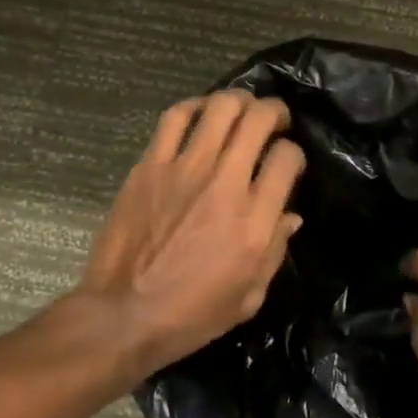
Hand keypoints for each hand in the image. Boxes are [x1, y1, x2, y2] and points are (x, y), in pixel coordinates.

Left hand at [83, 91, 305, 381]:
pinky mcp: (150, 165)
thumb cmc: (192, 315)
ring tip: (241, 110)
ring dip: (238, 101)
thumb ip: (275, 249)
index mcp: (254, 220)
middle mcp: (225, 184)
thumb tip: (290, 215)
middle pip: (258, 120)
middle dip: (274, 112)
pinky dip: (194, 106)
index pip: (287, 158)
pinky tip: (201, 114)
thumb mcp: (249, 296)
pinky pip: (175, 117)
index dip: (294, 154)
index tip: (287, 163)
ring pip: (220, 108)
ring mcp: (185, 169)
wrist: (123, 315)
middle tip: (274, 120)